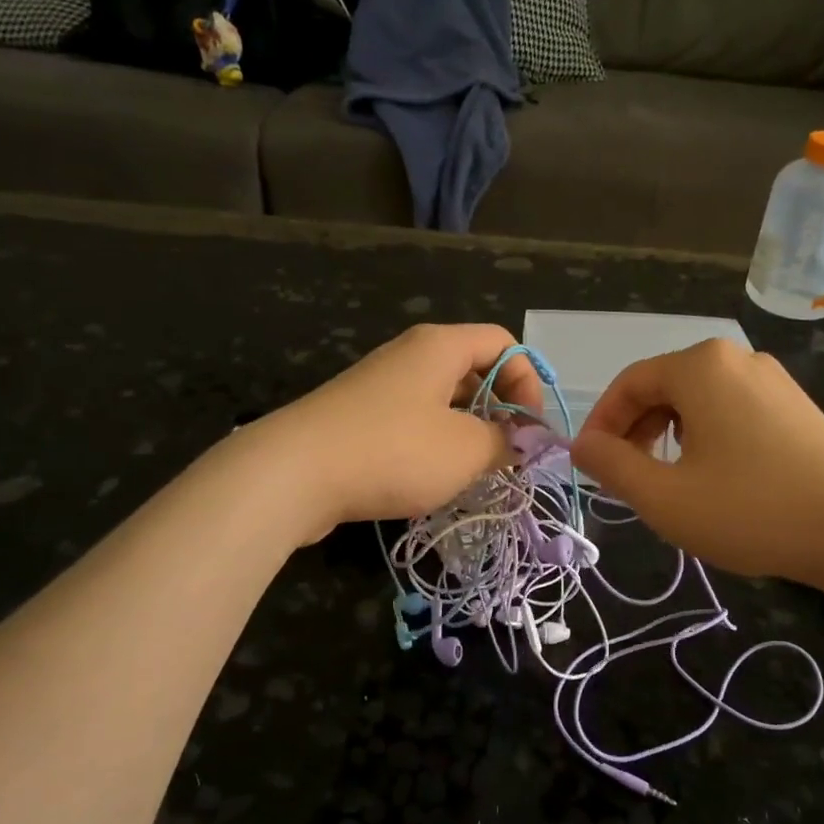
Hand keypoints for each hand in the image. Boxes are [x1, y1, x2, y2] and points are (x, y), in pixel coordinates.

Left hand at [253, 323, 543, 534]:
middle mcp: (409, 356)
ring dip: (467, 433)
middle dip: (499, 411)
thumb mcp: (466, 450)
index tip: (530, 431)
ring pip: (442, 401)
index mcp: (440, 346)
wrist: (293, 474)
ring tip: (474, 472)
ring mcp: (379, 386)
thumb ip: (507, 442)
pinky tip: (433, 480)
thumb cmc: (393, 451)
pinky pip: (412, 421)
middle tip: (507, 455)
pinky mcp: (358, 418)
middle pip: (473, 370)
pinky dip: (433, 445)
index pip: (504, 343)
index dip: (529, 383)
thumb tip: (525, 441)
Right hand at [571, 339, 823, 589]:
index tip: (589, 464)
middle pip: (664, 386)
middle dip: (634, 429)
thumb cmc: (751, 509)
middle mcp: (737, 359)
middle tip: (625, 475)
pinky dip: (704, 435)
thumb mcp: (664, 496)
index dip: (601, 423)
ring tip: (665, 478)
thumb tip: (581, 446)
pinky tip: (712, 474)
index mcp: (701, 367)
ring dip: (667, 433)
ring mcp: (773, 380)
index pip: (630, 383)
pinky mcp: (795, 405)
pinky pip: (731, 409)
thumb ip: (611, 466)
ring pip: (698, 399)